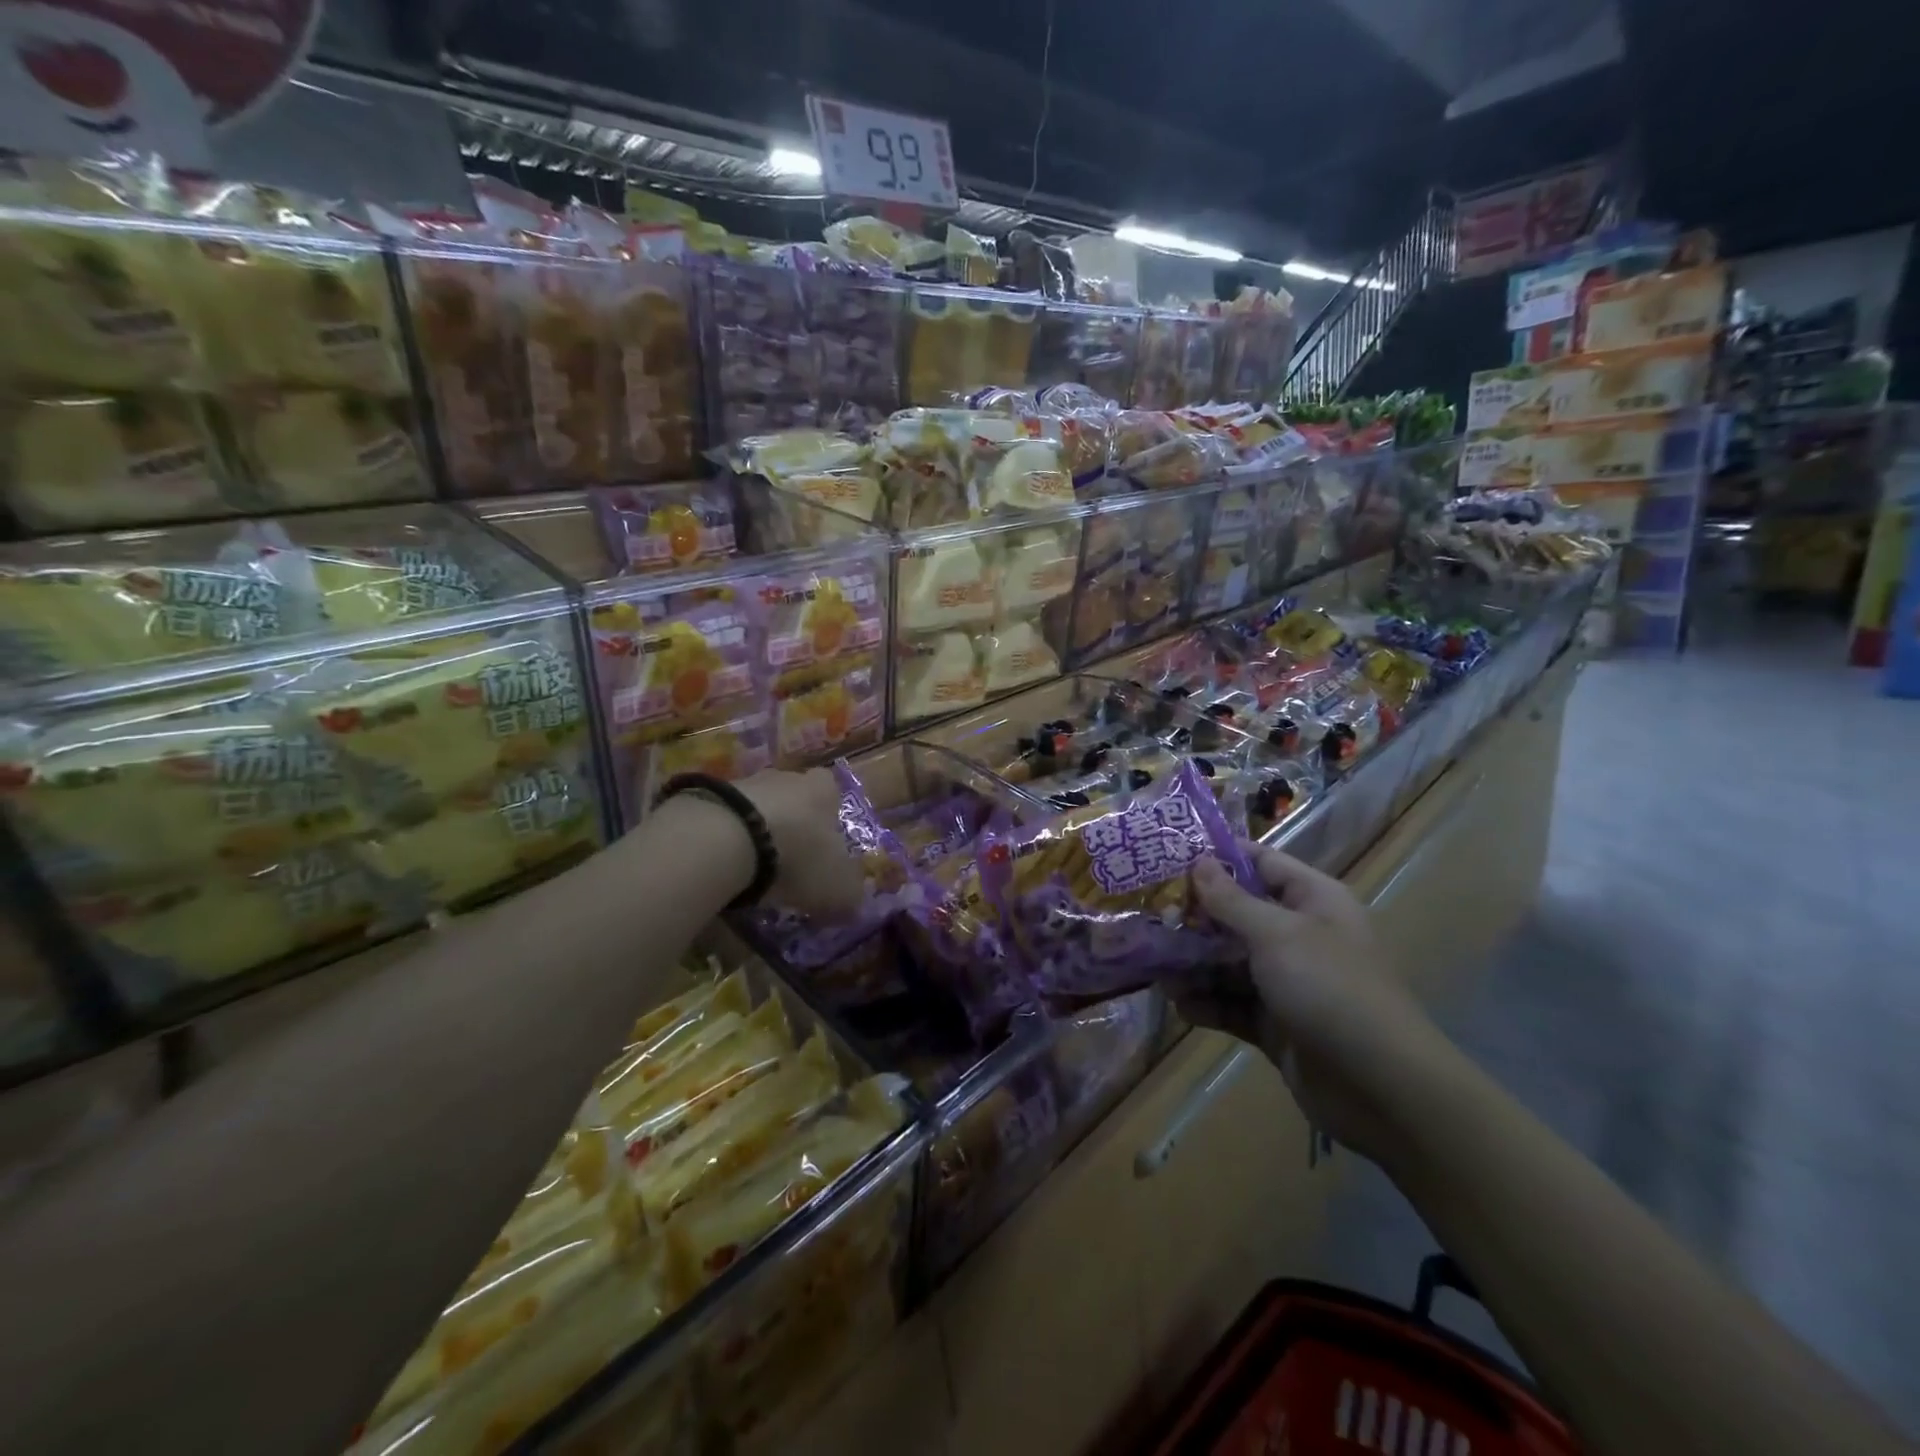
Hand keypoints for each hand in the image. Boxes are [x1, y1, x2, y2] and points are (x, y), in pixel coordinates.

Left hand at [736, 768, 864, 921]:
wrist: (726, 839)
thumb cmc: (798, 856)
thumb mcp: (838, 888)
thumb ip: (850, 895)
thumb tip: (852, 902)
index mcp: (825, 791)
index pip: (833, 792)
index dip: (830, 817)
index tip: (824, 844)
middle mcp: (788, 778)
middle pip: (794, 797)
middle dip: (793, 824)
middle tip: (789, 860)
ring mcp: (745, 782)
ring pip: (758, 806)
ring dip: (757, 831)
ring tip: (752, 867)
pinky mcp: (708, 796)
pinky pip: (725, 817)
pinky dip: (726, 838)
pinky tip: (723, 864)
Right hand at [1184, 848, 1447, 1160]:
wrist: (1381, 1089)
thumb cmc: (1330, 989)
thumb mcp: (1277, 934)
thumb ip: (1231, 900)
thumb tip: (1198, 863)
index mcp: (1313, 901)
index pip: (1260, 863)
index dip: (1217, 859)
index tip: (1168, 859)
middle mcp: (1299, 935)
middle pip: (1237, 914)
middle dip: (1195, 917)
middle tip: (1152, 919)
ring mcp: (1287, 982)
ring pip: (1229, 961)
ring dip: (1194, 964)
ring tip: (1156, 968)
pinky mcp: (1275, 1022)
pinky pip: (1232, 1003)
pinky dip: (1207, 1002)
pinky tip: (1180, 1004)